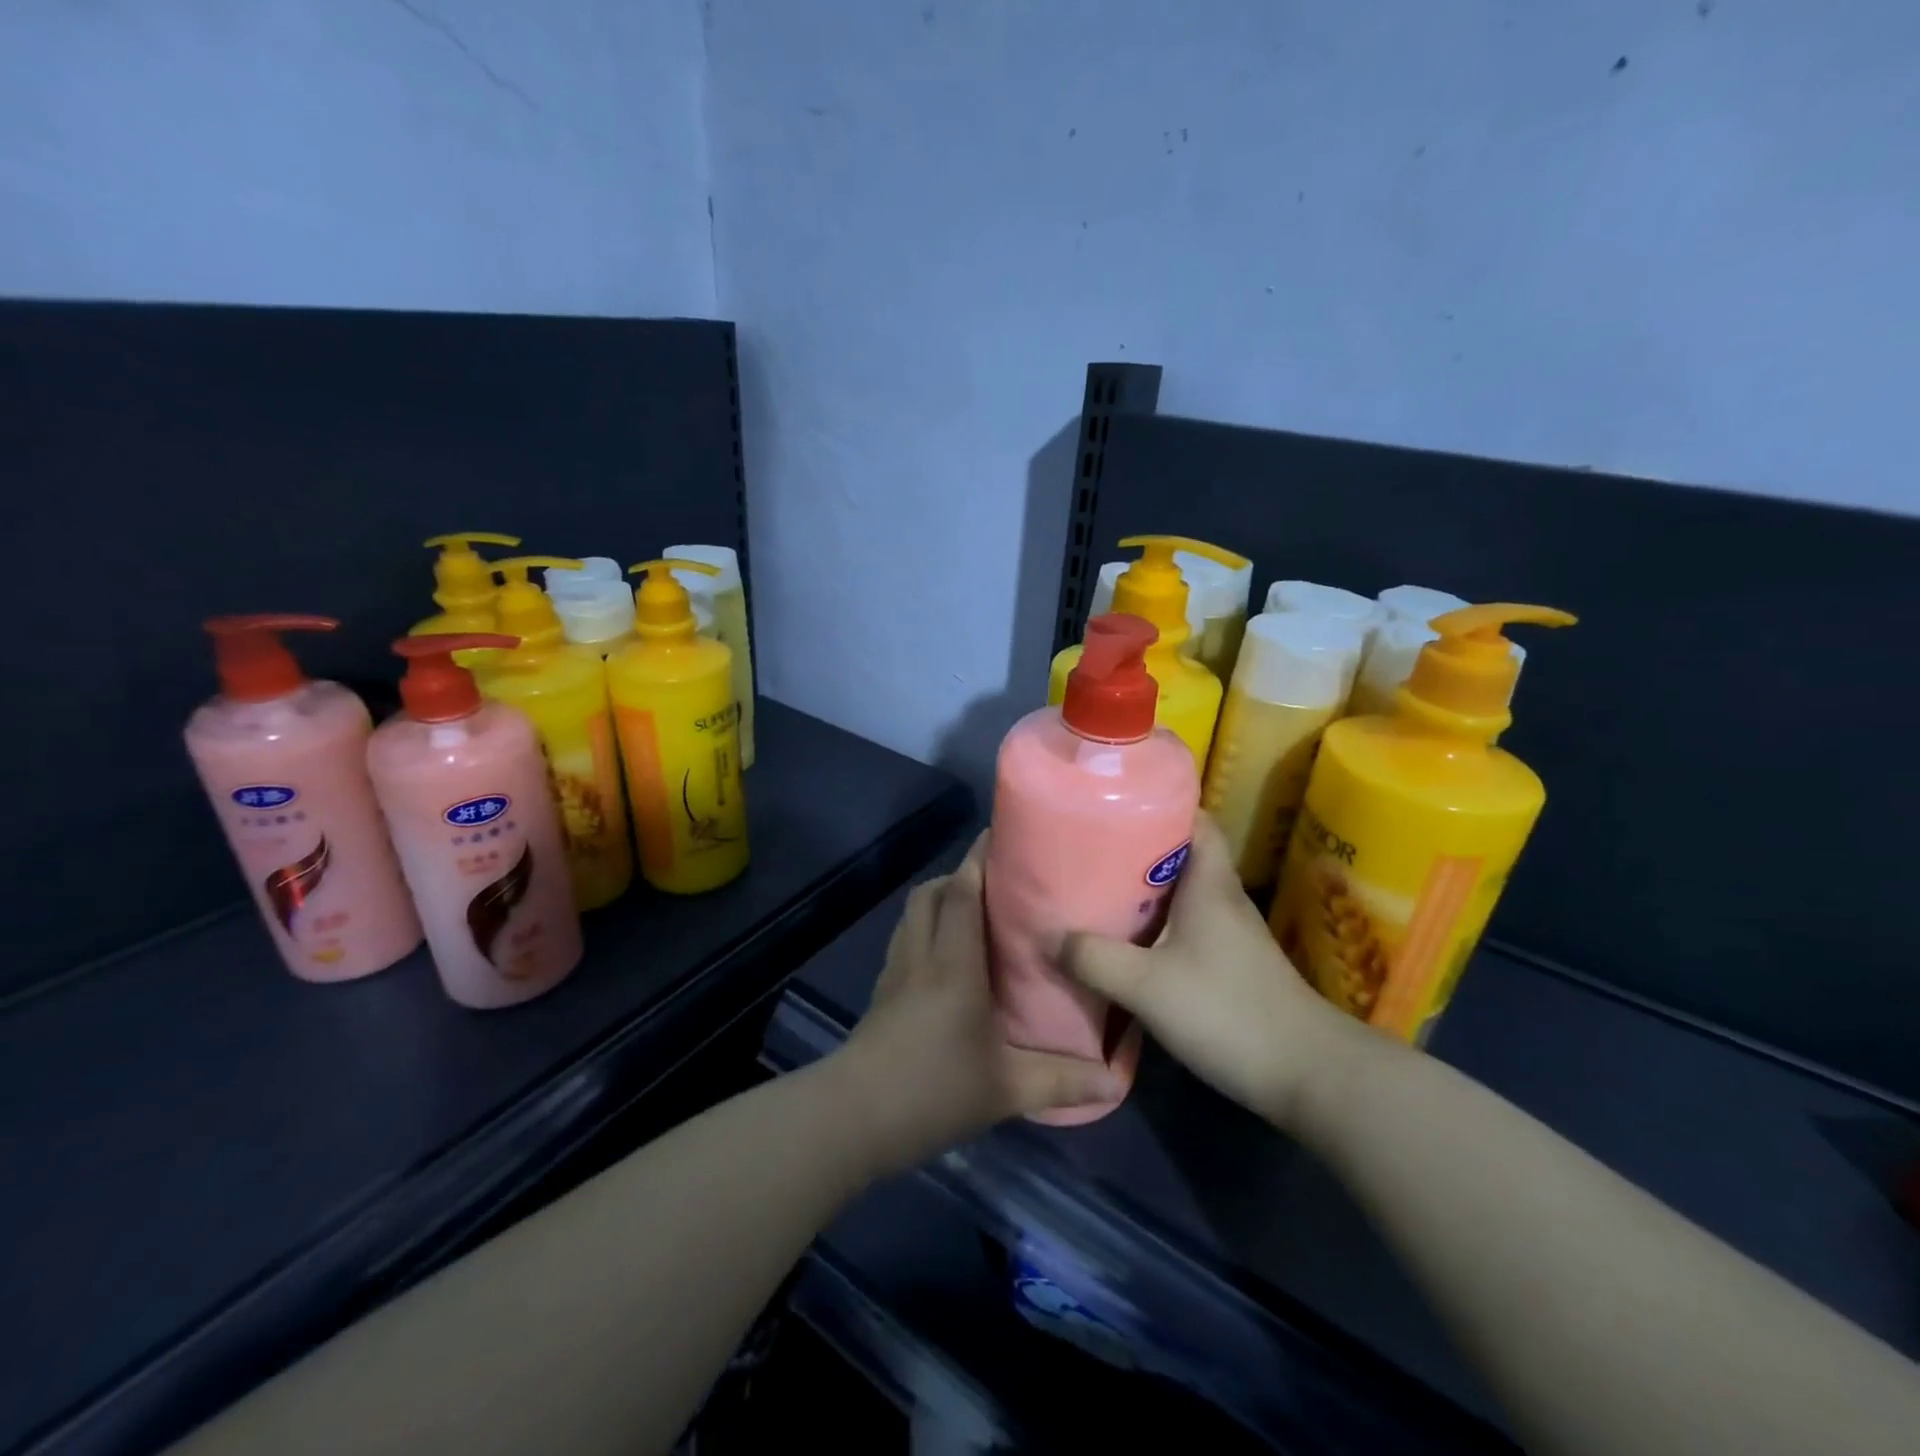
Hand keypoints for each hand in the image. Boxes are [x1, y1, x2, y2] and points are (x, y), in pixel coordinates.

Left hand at [838, 833, 1125, 1171]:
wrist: (854, 1117)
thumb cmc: (933, 1091)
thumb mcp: (1005, 1090)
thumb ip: (1060, 1081)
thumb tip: (1114, 1082)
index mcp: (954, 965)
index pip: (961, 894)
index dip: (977, 861)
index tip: (999, 837)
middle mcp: (921, 956)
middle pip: (931, 894)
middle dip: (959, 876)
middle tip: (996, 882)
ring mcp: (895, 972)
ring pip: (912, 914)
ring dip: (938, 900)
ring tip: (973, 912)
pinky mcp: (881, 991)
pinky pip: (904, 940)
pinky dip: (923, 929)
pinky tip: (944, 958)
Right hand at [1062, 813, 1361, 1128]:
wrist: (1307, 1075)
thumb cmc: (1226, 1011)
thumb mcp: (1146, 985)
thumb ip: (1093, 958)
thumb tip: (1048, 936)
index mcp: (1210, 883)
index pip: (1195, 820)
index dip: (1159, 804)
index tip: (1115, 805)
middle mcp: (1223, 898)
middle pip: (1181, 855)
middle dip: (1137, 848)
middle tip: (1089, 849)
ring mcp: (1232, 934)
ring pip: (1183, 893)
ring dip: (1145, 890)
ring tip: (1097, 891)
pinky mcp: (1232, 965)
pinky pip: (1187, 927)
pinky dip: (1158, 925)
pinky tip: (1128, 943)